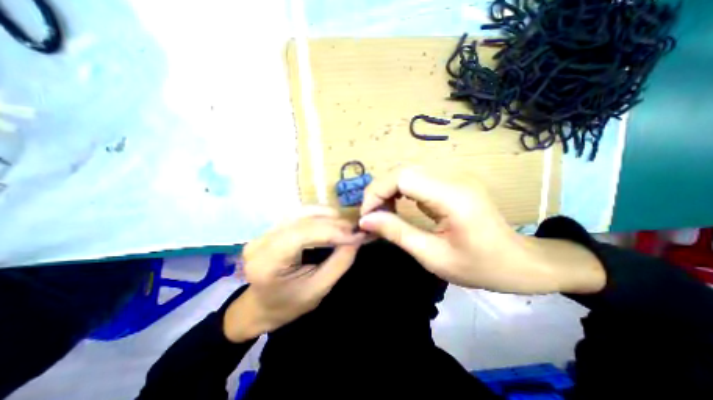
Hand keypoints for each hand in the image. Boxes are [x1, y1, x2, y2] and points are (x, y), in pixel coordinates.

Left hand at [222, 207, 362, 342]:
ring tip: (344, 225)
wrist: (260, 307)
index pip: (303, 234)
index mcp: (267, 262)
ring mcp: (264, 232)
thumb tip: (357, 238)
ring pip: (300, 212)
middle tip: (354, 230)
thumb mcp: (318, 290)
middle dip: (332, 223)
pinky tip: (330, 222)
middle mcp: (261, 241)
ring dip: (326, 216)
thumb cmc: (288, 305)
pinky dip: (318, 216)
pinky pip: (298, 215)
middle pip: (302, 220)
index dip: (332, 231)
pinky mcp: (271, 228)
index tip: (356, 236)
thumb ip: (339, 263)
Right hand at [359, 166, 602, 292]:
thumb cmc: (481, 267)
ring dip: (388, 190)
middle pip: (403, 171)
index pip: (402, 177)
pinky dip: (400, 191)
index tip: (366, 217)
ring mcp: (453, 177)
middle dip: (379, 191)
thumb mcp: (433, 257)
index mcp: (452, 196)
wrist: (521, 262)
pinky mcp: (451, 182)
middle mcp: (452, 178)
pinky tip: (396, 206)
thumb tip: (366, 220)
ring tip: (381, 213)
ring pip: (408, 172)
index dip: (377, 192)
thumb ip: (397, 233)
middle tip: (371, 216)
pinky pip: (417, 179)